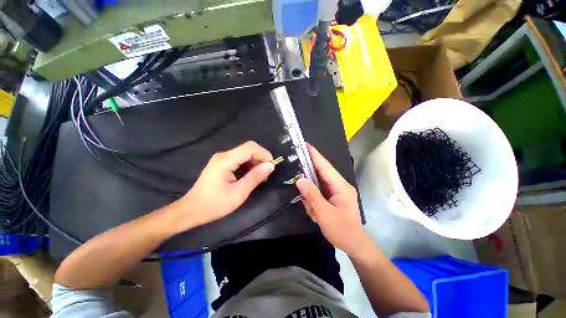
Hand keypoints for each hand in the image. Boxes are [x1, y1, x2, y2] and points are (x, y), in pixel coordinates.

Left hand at [176, 141, 274, 229]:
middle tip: (267, 173)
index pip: (251, 148)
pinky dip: (248, 165)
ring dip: (255, 162)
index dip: (264, 154)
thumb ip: (255, 177)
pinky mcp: (221, 164)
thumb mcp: (239, 192)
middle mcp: (224, 155)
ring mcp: (221, 159)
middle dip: (261, 158)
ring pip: (245, 153)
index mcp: (226, 160)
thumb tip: (270, 166)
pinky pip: (239, 159)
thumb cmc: (215, 204)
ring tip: (261, 176)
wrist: (192, 210)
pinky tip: (251, 175)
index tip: (272, 167)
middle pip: (248, 148)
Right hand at [296, 144, 365, 255]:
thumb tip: (300, 180)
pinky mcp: (334, 197)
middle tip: (296, 168)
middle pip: (322, 172)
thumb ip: (312, 196)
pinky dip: (314, 198)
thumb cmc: (342, 230)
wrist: (355, 245)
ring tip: (310, 206)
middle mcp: (340, 185)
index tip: (306, 145)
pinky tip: (313, 209)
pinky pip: (320, 192)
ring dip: (311, 191)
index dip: (315, 155)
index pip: (325, 166)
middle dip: (309, 171)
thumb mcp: (325, 214)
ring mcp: (337, 191)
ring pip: (319, 183)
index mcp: (341, 186)